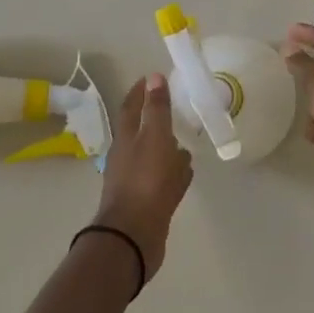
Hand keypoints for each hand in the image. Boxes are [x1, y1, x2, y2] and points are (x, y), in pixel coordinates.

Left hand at [94, 73, 192, 281]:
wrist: (133, 235)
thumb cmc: (145, 180)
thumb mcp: (155, 138)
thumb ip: (157, 109)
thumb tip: (154, 77)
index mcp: (127, 139)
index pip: (131, 107)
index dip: (140, 91)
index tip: (151, 77)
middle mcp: (127, 157)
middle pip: (142, 133)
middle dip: (156, 120)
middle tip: (175, 109)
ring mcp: (136, 181)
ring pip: (154, 157)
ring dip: (168, 148)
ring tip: (186, 142)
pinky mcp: (147, 201)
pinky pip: (163, 180)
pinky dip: (173, 173)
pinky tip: (186, 175)